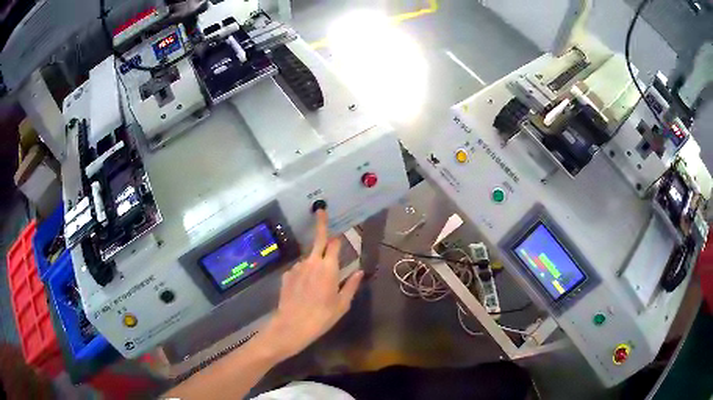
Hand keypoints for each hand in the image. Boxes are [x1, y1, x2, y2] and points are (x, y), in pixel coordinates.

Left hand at [260, 210, 363, 360]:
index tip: (340, 229)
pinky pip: (299, 270)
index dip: (338, 236)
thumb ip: (351, 285)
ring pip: (309, 258)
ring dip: (314, 262)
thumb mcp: (342, 304)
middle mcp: (312, 262)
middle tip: (321, 210)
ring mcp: (297, 267)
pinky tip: (304, 290)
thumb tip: (360, 272)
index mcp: (329, 267)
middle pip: (318, 238)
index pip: (334, 243)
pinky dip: (303, 274)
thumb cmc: (322, 316)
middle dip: (320, 222)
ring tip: (316, 284)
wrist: (292, 326)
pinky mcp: (286, 275)